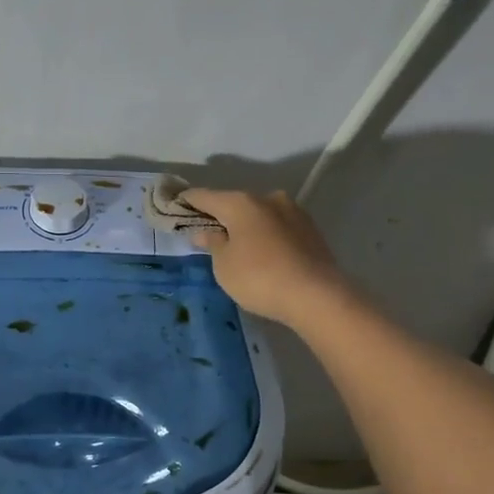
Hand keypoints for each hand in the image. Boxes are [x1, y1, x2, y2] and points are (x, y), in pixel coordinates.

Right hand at [179, 188, 350, 329]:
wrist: (317, 296)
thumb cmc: (259, 278)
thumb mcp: (224, 265)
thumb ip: (213, 244)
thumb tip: (206, 232)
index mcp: (241, 203)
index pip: (205, 196)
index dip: (188, 201)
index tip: (175, 205)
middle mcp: (268, 198)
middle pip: (234, 203)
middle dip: (220, 215)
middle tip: (206, 231)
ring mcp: (293, 212)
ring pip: (259, 214)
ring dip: (246, 226)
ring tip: (236, 245)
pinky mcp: (310, 230)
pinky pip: (277, 228)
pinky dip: (265, 235)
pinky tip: (262, 252)